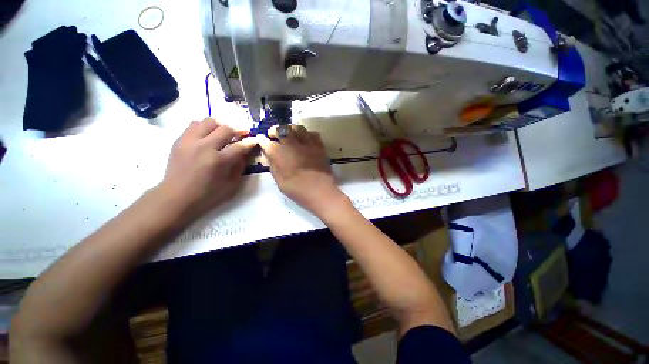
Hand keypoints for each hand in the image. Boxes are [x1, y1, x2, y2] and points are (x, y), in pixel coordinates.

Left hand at [157, 118, 255, 218]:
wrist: (176, 197)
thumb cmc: (207, 194)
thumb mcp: (232, 185)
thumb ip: (240, 166)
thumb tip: (245, 153)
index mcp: (219, 161)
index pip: (240, 145)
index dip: (250, 142)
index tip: (255, 139)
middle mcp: (204, 147)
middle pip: (226, 128)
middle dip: (237, 131)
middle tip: (240, 136)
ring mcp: (190, 141)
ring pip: (209, 121)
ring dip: (220, 127)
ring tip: (222, 135)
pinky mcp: (179, 140)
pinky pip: (194, 125)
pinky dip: (205, 128)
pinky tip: (207, 137)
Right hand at [258, 125, 348, 217]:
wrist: (319, 191)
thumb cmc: (297, 189)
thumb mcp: (279, 181)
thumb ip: (273, 166)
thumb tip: (268, 155)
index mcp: (279, 153)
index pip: (266, 142)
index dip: (262, 140)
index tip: (261, 139)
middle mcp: (292, 144)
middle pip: (281, 129)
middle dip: (274, 130)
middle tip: (273, 134)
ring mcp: (307, 143)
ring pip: (297, 128)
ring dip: (290, 128)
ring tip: (289, 134)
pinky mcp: (319, 146)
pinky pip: (312, 133)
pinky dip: (307, 134)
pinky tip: (305, 139)